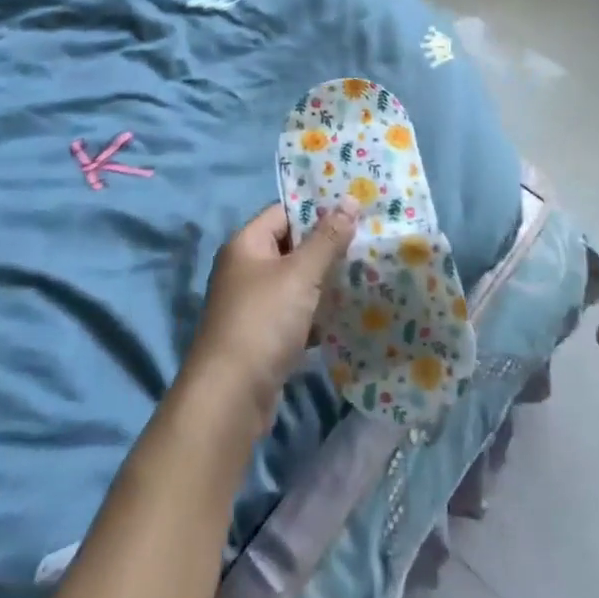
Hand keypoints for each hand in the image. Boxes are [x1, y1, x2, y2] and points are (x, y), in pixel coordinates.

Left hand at [186, 202, 358, 429]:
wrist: (230, 398)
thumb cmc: (263, 322)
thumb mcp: (300, 275)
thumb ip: (327, 238)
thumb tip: (350, 199)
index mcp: (246, 244)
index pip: (285, 212)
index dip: (318, 209)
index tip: (355, 210)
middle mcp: (245, 268)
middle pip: (291, 246)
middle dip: (327, 247)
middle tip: (368, 242)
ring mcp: (252, 304)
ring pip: (295, 282)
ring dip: (325, 282)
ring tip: (367, 274)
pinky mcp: (262, 336)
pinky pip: (295, 313)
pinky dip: (317, 313)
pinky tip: (347, 315)